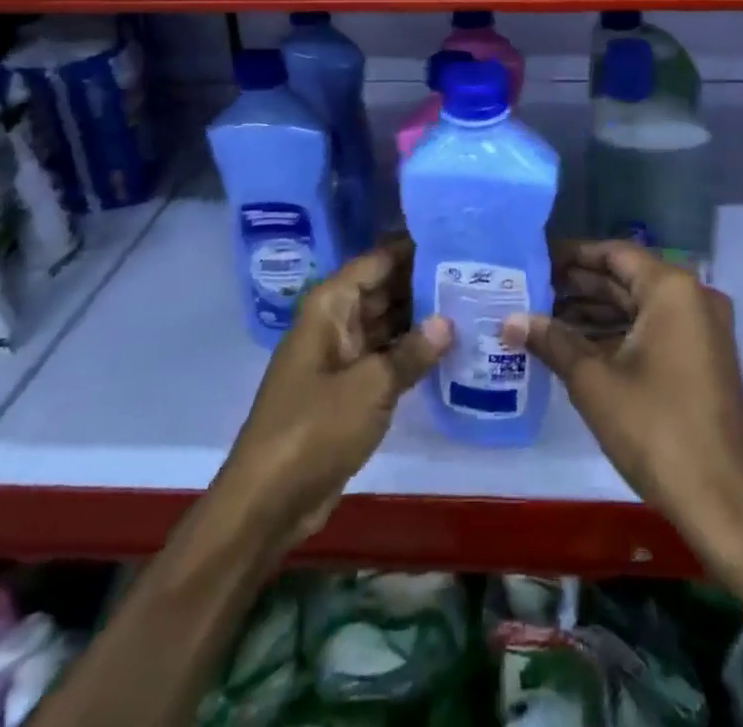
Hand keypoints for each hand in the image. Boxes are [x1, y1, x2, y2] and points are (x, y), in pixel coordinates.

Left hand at [214, 240, 452, 550]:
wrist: (267, 502)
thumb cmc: (314, 429)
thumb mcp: (371, 387)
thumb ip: (412, 351)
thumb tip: (448, 321)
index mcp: (330, 307)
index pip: (377, 261)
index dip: (413, 249)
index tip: (456, 239)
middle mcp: (334, 322)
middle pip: (383, 290)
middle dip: (423, 283)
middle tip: (474, 274)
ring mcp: (340, 356)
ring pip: (386, 324)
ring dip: (421, 319)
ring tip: (471, 304)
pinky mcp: (347, 388)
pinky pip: (384, 356)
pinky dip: (410, 352)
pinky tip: (449, 349)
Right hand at [502, 242, 742, 547]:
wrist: (722, 503)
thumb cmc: (656, 429)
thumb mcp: (594, 382)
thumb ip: (552, 341)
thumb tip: (509, 320)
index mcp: (672, 289)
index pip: (614, 253)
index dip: (572, 255)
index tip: (535, 259)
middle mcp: (693, 298)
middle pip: (627, 278)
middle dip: (579, 285)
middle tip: (531, 289)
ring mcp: (702, 329)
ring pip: (639, 306)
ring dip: (596, 311)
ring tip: (544, 317)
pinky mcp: (702, 358)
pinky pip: (654, 329)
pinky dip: (619, 333)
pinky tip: (578, 345)